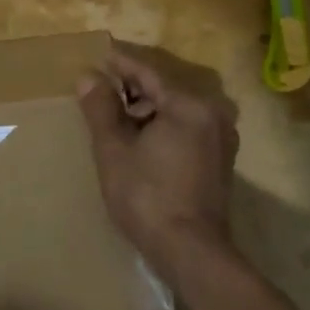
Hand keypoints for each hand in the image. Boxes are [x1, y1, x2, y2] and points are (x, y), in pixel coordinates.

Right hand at [78, 43, 239, 274]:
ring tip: (114, 117)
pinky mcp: (219, 161)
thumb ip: (100, 108)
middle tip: (100, 90)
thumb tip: (88, 76)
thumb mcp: (114, 149)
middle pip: (163, 90)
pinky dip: (161, 128)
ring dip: (145, 110)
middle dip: (131, 89)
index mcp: (189, 105)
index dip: (120, 64)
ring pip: (174, 111)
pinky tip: (138, 140)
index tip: (99, 55)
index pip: (148, 73)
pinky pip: (185, 129)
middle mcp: (212, 114)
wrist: (191, 254)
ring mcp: (220, 139)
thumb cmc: (148, 196)